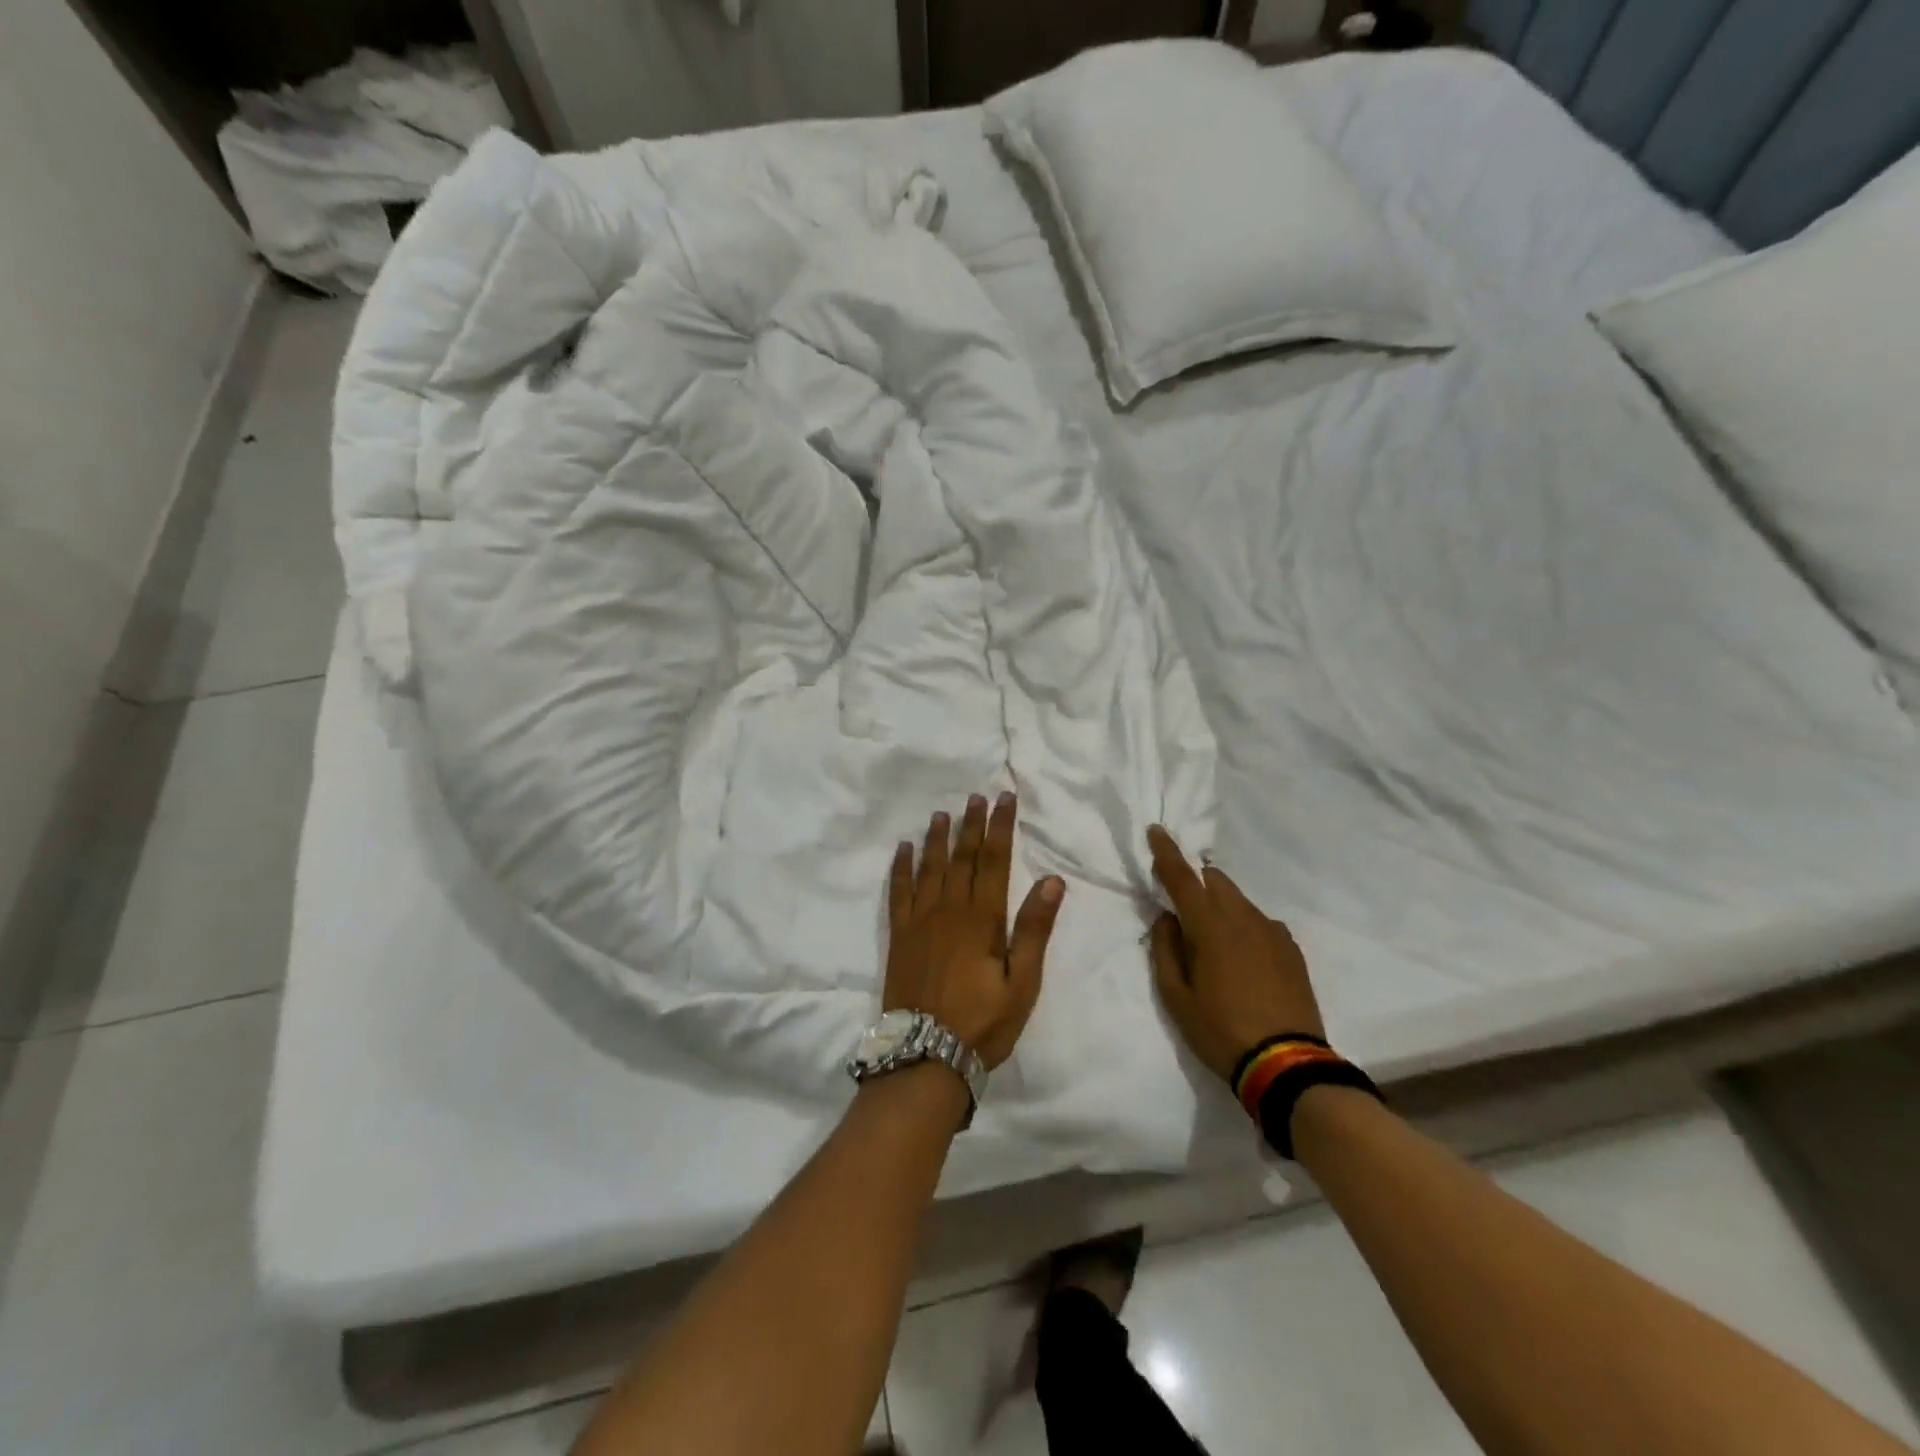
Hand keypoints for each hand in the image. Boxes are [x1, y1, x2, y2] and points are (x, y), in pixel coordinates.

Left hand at [885, 794, 1064, 1069]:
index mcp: (982, 919)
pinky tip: (903, 849)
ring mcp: (919, 921)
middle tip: (976, 797)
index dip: (1000, 828)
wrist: (925, 1056)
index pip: (994, 861)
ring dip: (937, 838)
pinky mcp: (899, 936)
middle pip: (962, 858)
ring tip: (942, 813)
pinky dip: (901, 867)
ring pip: (930, 868)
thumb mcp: (1022, 983)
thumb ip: (1034, 929)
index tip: (1004, 800)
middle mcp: (949, 910)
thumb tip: (1052, 879)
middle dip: (971, 825)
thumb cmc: (982, 1023)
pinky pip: (898, 891)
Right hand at [1146, 825, 1324, 1083]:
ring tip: (1213, 939)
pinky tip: (1243, 956)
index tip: (1156, 829)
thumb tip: (1166, 918)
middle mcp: (1243, 918)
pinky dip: (1245, 925)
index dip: (1166, 852)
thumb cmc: (1220, 1030)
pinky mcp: (1291, 949)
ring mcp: (1272, 932)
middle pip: (1216, 881)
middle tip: (1183, 906)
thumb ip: (1165, 950)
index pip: (1182, 878)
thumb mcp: (1176, 997)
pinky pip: (1261, 922)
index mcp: (1209, 927)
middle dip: (1197, 882)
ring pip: (1240, 900)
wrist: (1287, 1064)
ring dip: (1221, 905)